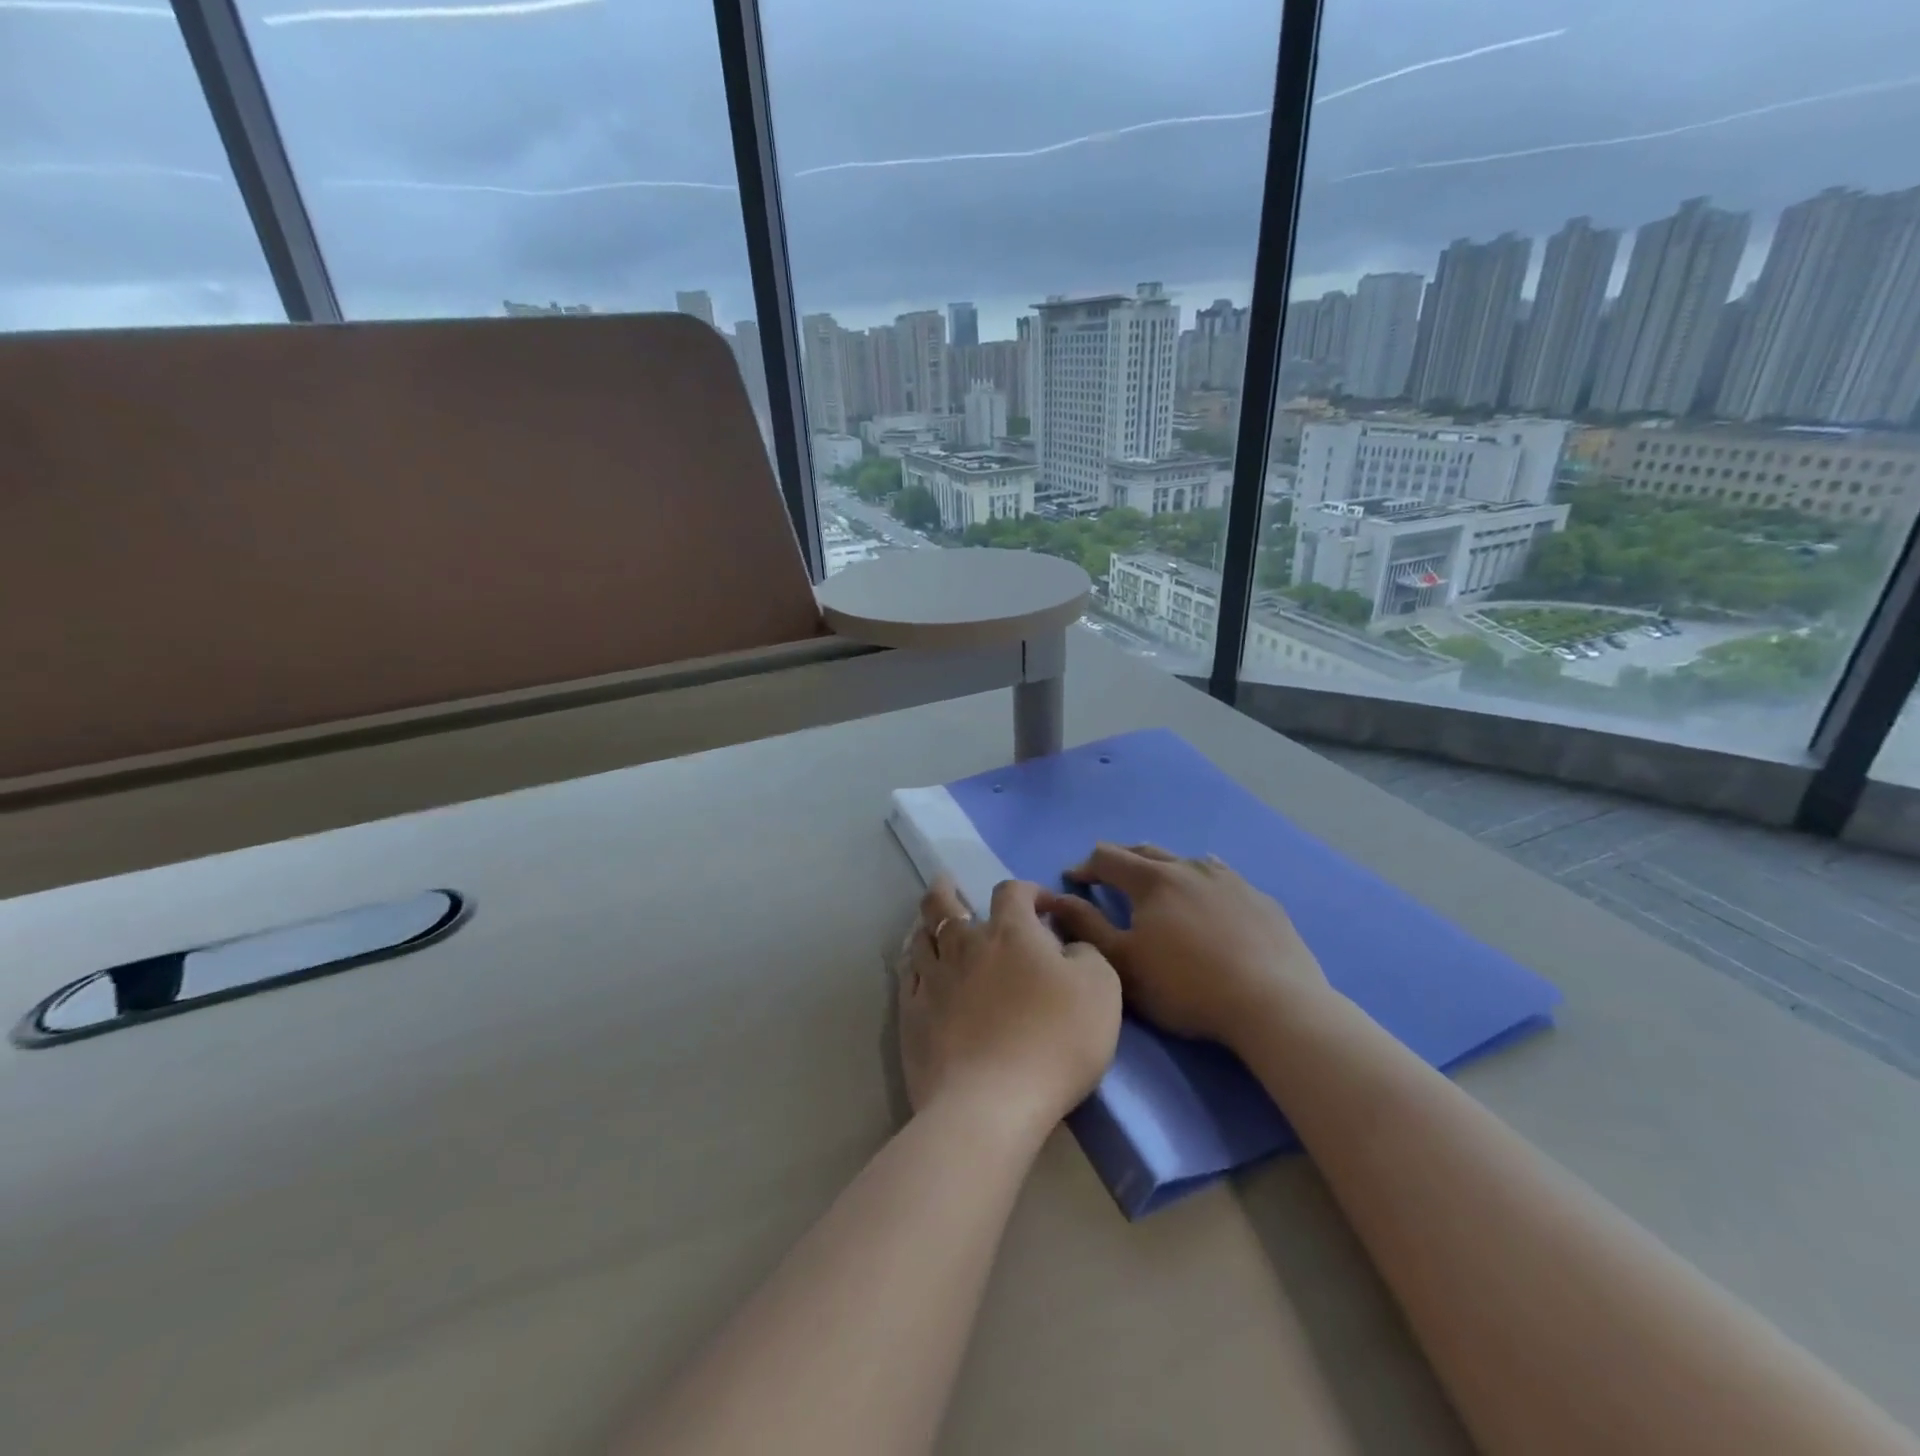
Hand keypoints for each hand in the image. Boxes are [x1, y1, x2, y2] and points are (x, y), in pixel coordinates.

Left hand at [896, 877, 1121, 1133]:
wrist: (992, 1103)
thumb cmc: (1055, 1041)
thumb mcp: (1101, 990)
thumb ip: (1086, 954)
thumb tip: (1068, 945)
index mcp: (1011, 932)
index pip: (1012, 891)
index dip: (1028, 890)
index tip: (1042, 905)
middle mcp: (965, 945)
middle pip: (945, 903)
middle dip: (947, 888)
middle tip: (947, 882)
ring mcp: (932, 979)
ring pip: (921, 936)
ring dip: (926, 924)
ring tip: (928, 923)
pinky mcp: (911, 1014)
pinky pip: (906, 975)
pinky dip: (912, 963)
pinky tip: (915, 967)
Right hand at [1036, 843, 1331, 1051]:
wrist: (1273, 1004)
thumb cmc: (1187, 987)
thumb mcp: (1123, 964)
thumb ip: (1086, 927)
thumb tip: (1058, 899)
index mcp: (1153, 880)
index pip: (1108, 858)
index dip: (1086, 866)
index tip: (1074, 879)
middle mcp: (1189, 868)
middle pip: (1146, 852)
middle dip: (1121, 860)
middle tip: (1109, 875)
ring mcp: (1230, 880)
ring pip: (1187, 861)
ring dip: (1164, 868)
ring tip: (1158, 883)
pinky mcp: (1260, 899)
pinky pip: (1223, 877)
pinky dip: (1203, 880)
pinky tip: (1209, 893)